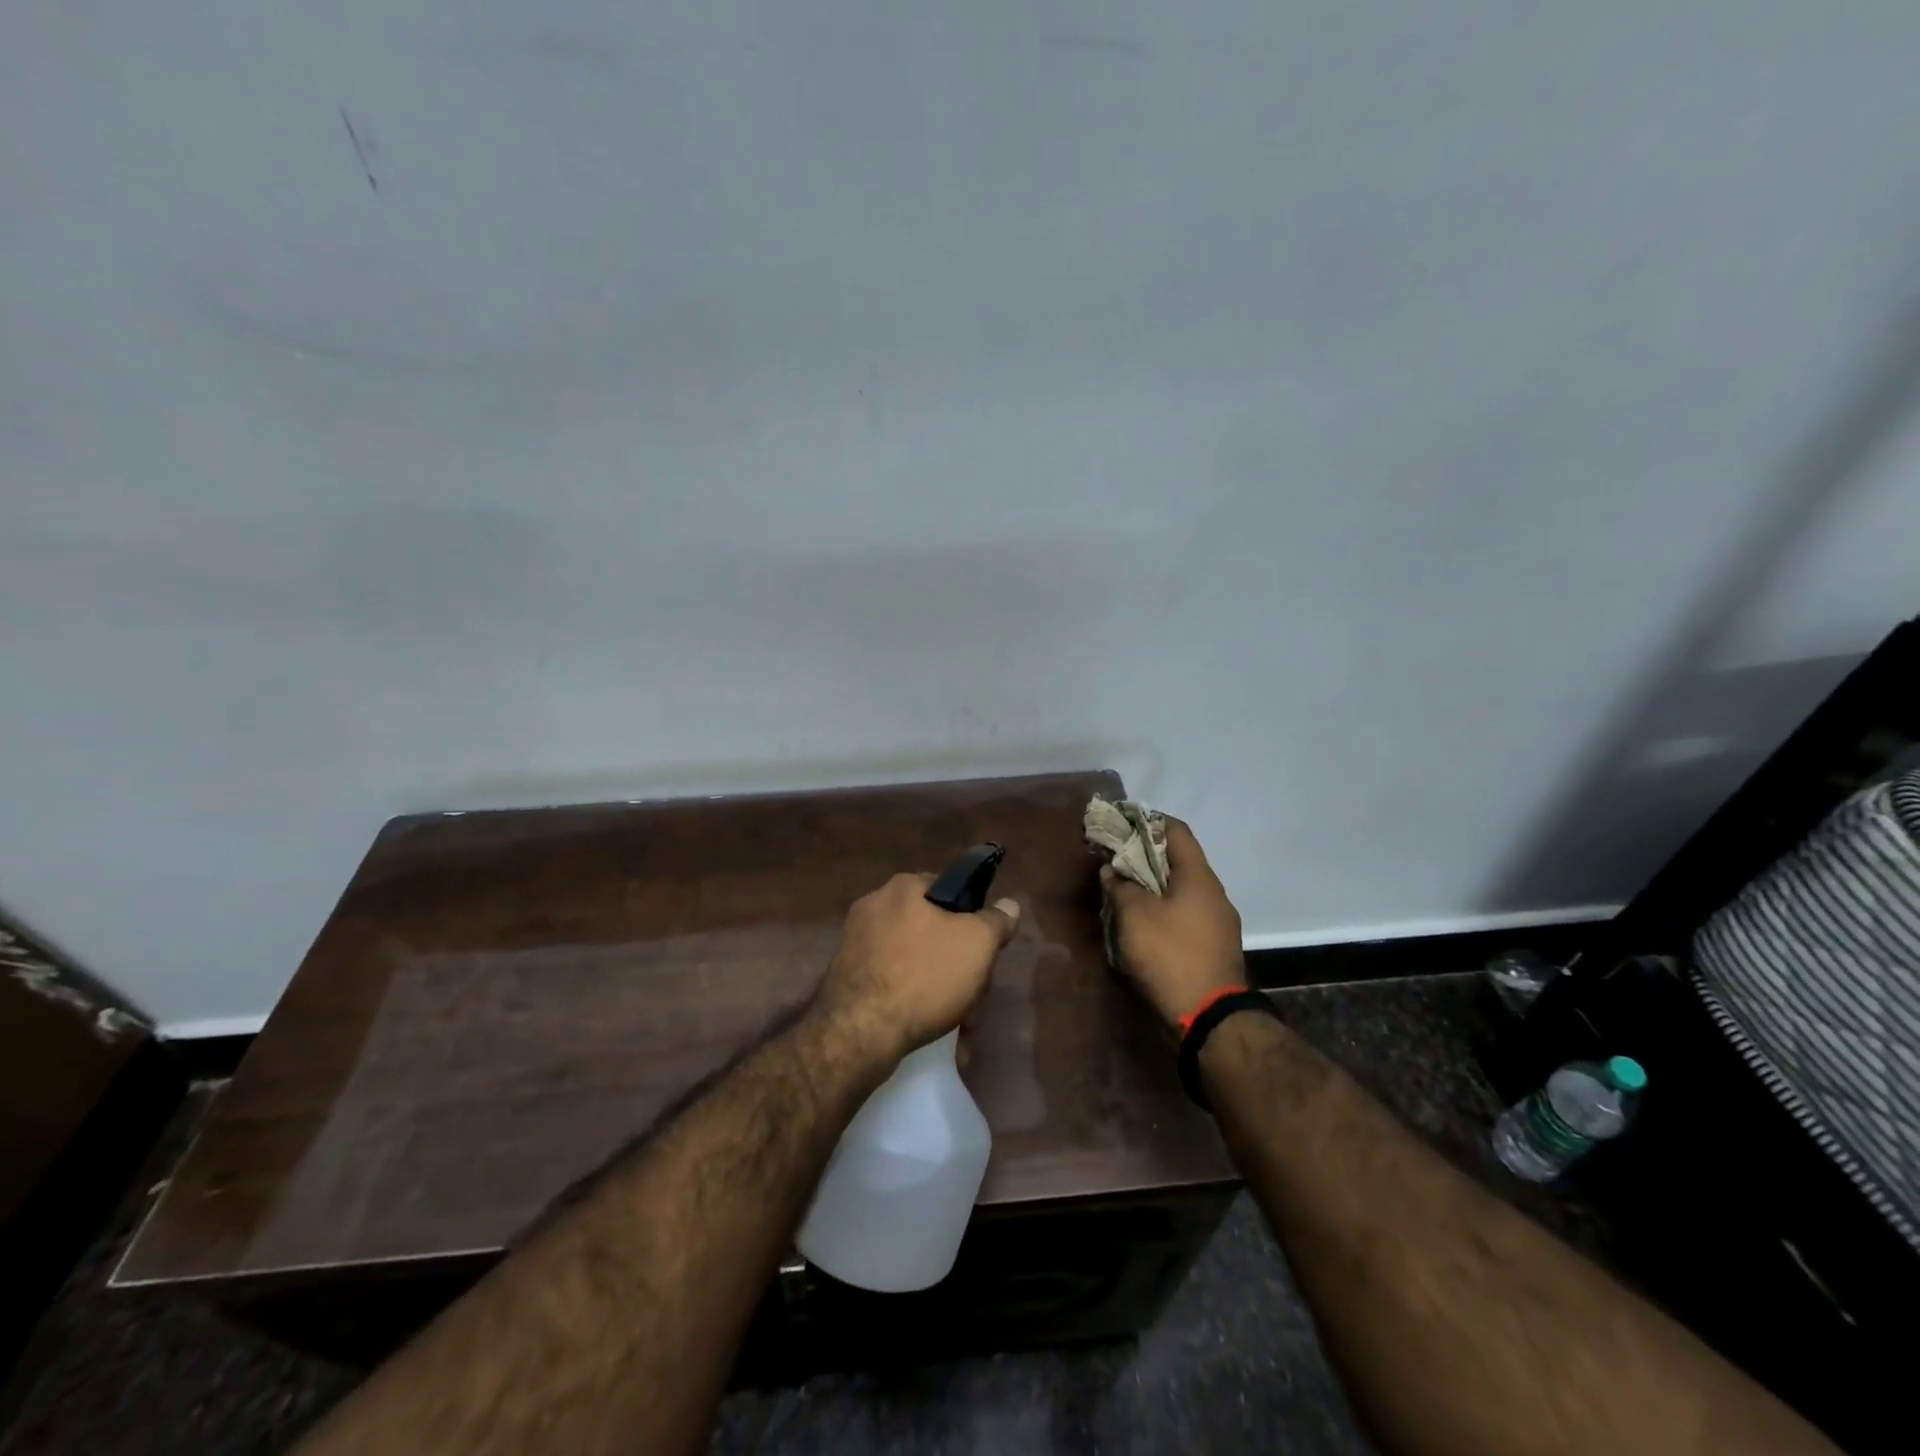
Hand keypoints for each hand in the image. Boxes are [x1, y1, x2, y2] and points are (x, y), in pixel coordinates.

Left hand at [814, 873, 1020, 1065]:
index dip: (971, 918)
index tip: (982, 949)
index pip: (948, 889)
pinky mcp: (846, 976)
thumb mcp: (977, 944)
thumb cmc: (924, 976)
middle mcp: (873, 906)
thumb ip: (996, 921)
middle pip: (931, 928)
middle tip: (972, 990)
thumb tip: (1009, 904)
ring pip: (913, 958)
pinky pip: (890, 980)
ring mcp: (855, 942)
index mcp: (902, 888)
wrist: (859, 1032)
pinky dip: (910, 998)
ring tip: (956, 1018)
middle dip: (954, 959)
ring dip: (936, 984)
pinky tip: (926, 1024)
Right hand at [1101, 818, 1245, 1033]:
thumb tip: (1111, 869)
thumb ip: (1120, 886)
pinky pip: (1186, 913)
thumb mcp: (1134, 916)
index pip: (1175, 830)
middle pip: (1178, 859)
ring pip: (1181, 888)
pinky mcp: (1214, 945)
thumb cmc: (1170, 955)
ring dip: (1153, 884)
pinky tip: (1141, 920)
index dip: (1146, 821)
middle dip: (1145, 855)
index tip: (1119, 824)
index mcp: (1198, 876)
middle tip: (1114, 858)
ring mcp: (1218, 921)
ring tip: (1123, 889)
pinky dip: (1163, 908)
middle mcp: (1213, 892)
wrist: (1209, 1018)